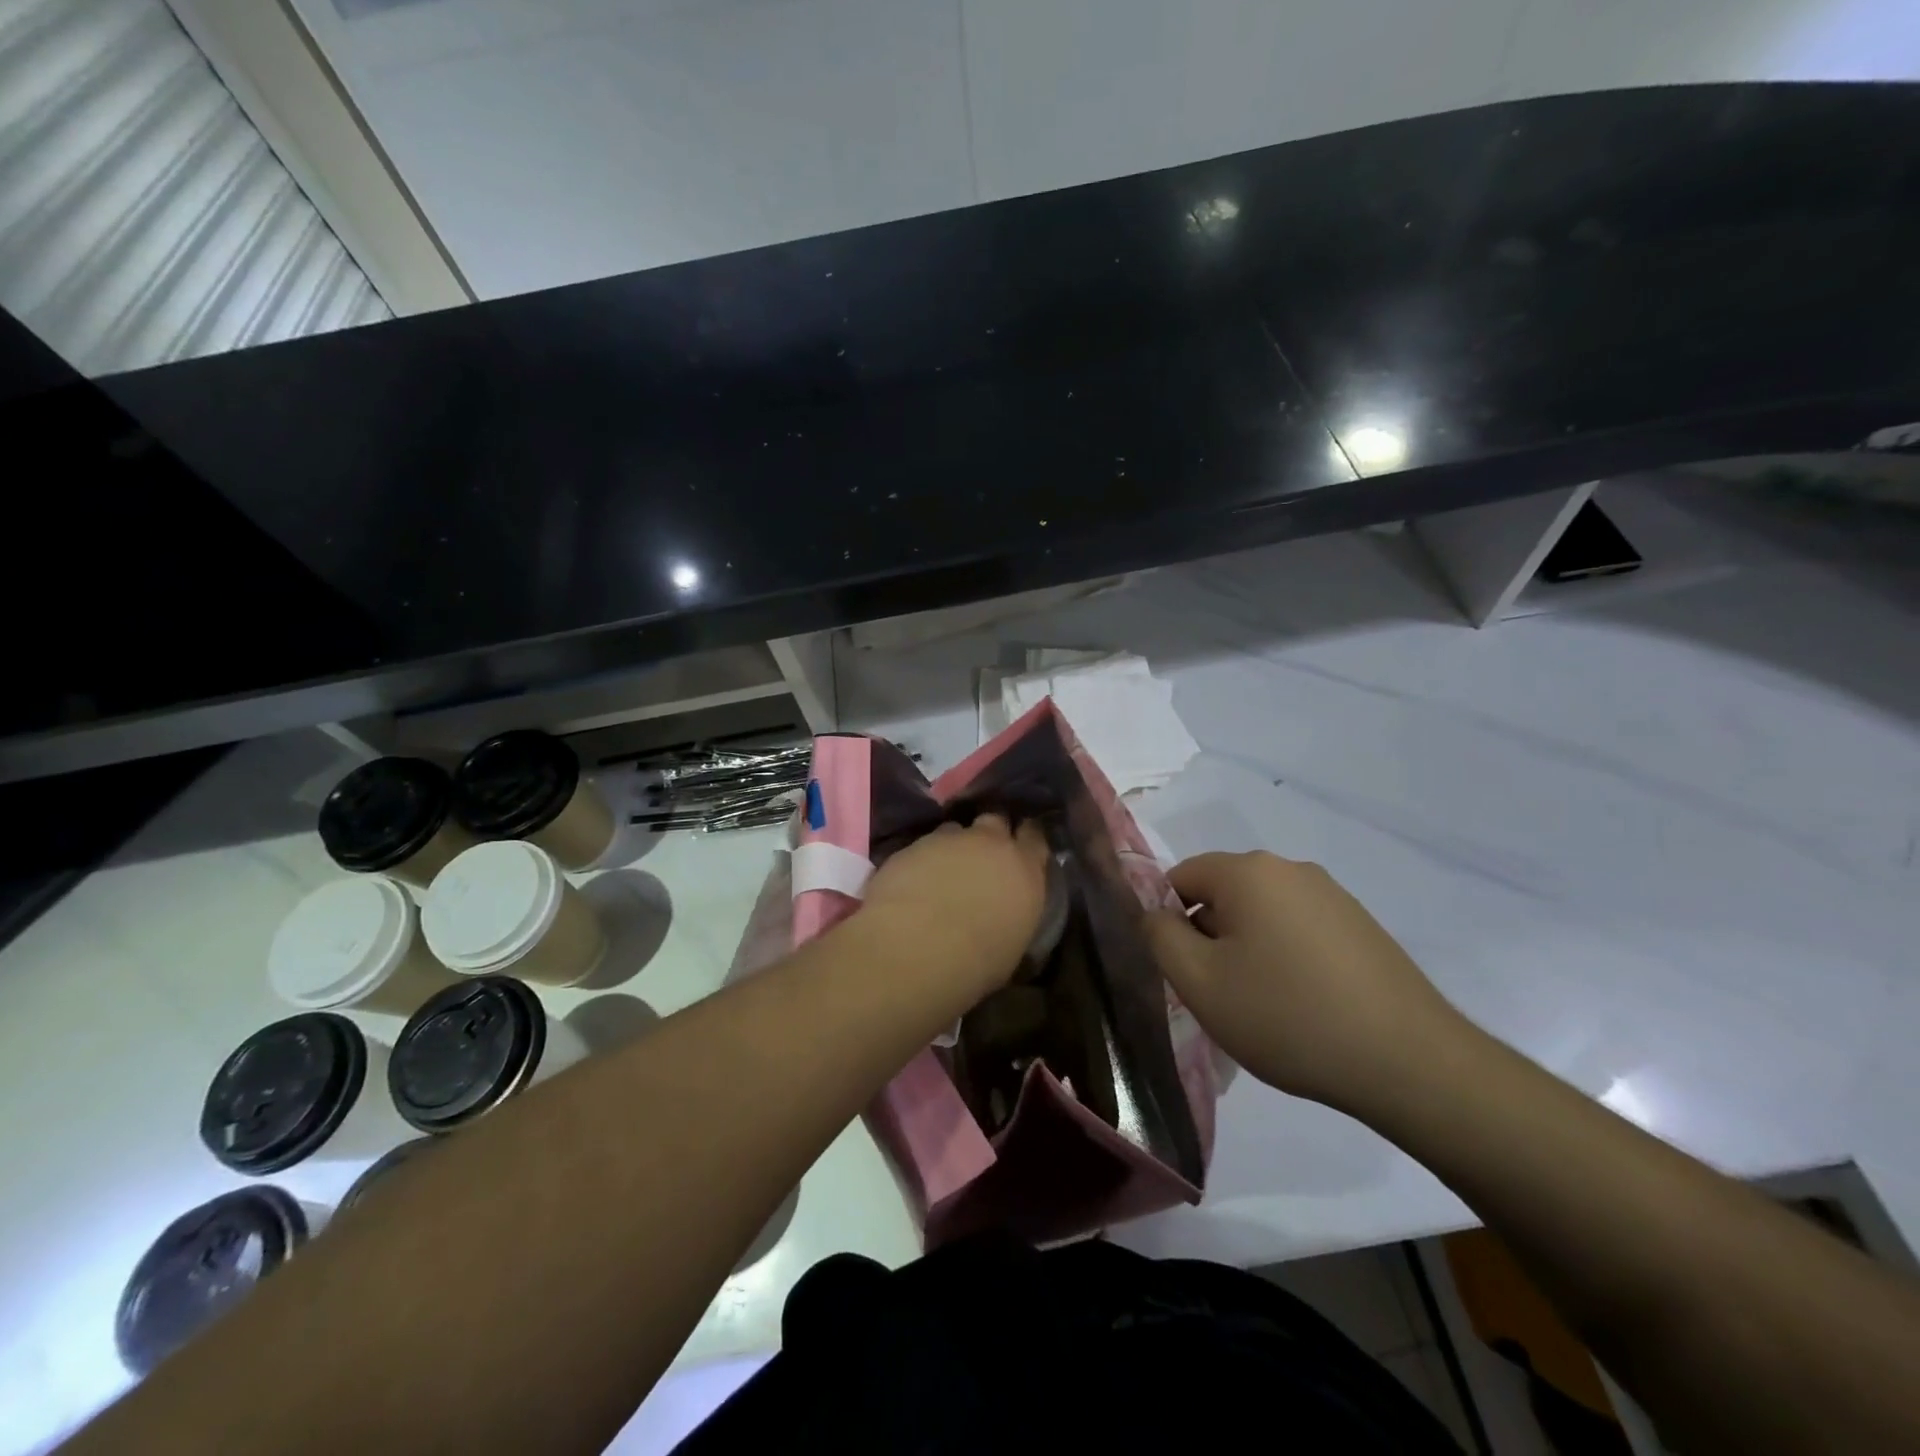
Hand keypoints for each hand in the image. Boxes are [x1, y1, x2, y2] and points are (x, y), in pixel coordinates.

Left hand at [859, 815, 1050, 997]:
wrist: (918, 948)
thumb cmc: (977, 961)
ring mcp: (950, 839)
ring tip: (943, 868)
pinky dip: (922, 858)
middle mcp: (991, 843)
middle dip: (990, 833)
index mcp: (1025, 869)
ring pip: (956, 829)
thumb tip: (1008, 916)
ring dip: (954, 844)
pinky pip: (923, 845)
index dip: (1027, 838)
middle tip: (982, 853)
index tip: (1021, 848)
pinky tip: (914, 880)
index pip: (1035, 836)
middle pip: (996, 820)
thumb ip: (1015, 914)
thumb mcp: (1013, 944)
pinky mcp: (913, 844)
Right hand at [1146, 851, 1466, 1112]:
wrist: (1409, 1062)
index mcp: (1248, 871)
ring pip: (1262, 913)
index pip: (1181, 877)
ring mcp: (1333, 896)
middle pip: (1223, 893)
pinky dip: (1286, 957)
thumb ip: (1160, 936)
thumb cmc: (1287, 1016)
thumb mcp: (1200, 982)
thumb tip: (1155, 913)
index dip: (1169, 921)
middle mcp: (1291, 869)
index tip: (1184, 970)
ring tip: (1263, 1005)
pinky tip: (1304, 1005)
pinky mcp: (1361, 926)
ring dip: (1248, 949)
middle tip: (1219, 994)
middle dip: (1209, 936)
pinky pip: (1300, 930)